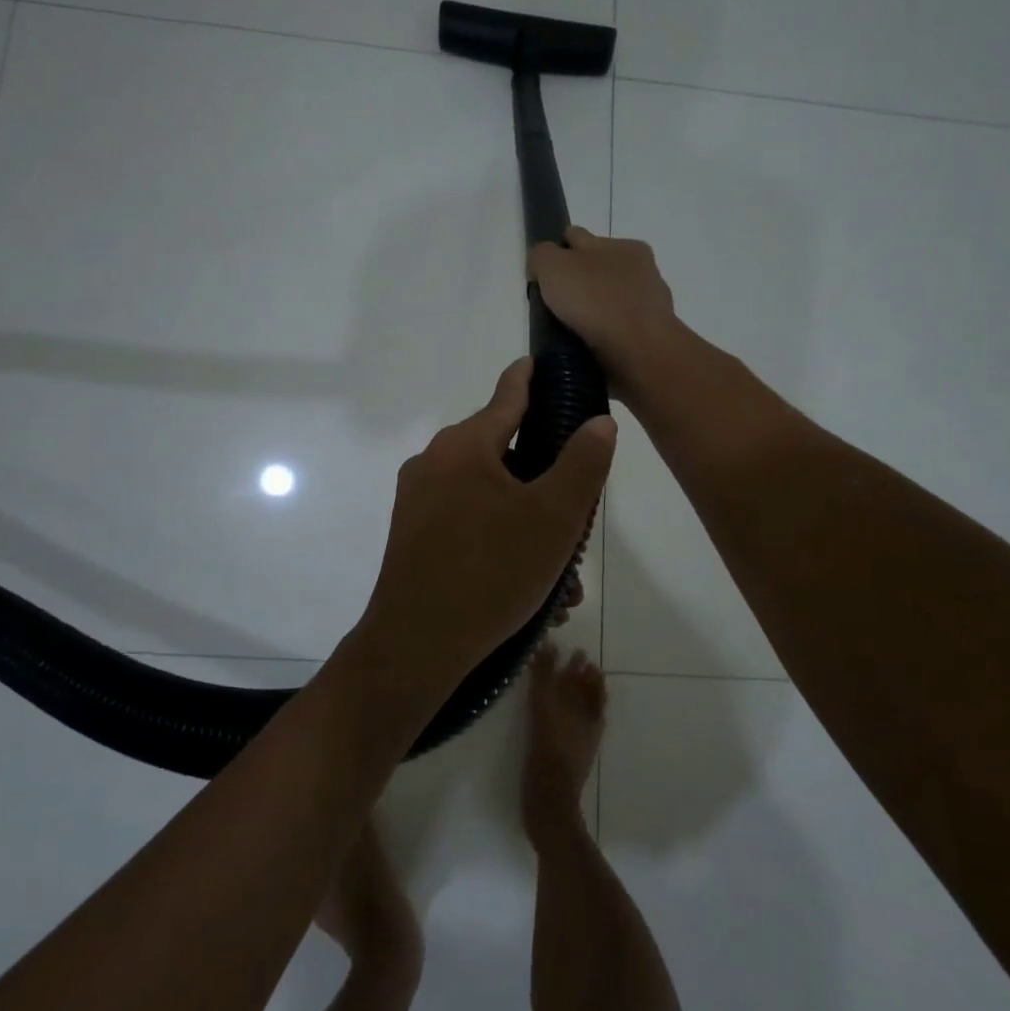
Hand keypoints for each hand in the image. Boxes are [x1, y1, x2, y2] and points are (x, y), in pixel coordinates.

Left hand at [354, 359, 615, 690]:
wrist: (416, 645)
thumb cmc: (492, 571)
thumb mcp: (554, 517)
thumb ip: (582, 462)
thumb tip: (598, 421)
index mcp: (464, 445)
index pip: (508, 394)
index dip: (532, 378)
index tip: (548, 365)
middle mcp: (434, 461)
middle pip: (502, 450)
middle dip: (544, 478)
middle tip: (577, 512)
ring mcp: (417, 498)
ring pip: (487, 494)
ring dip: (527, 521)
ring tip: (560, 573)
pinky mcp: (412, 533)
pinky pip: (466, 520)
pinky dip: (499, 537)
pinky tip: (526, 583)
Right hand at [527, 226, 681, 383]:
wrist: (639, 352)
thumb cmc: (596, 301)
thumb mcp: (553, 265)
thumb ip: (542, 256)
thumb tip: (540, 267)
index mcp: (624, 246)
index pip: (580, 238)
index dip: (556, 252)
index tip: (541, 277)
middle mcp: (641, 272)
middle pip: (596, 270)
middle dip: (576, 283)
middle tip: (552, 306)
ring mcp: (648, 307)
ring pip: (608, 302)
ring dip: (591, 312)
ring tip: (567, 331)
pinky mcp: (649, 339)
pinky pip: (617, 331)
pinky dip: (602, 336)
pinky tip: (587, 346)